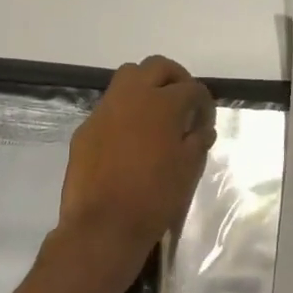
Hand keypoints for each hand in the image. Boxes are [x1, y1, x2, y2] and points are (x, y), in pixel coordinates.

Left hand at [57, 55, 215, 281]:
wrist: (103, 226)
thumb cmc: (155, 198)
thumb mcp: (189, 170)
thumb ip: (198, 141)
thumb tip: (201, 128)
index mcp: (163, 104)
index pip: (192, 89)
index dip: (204, 103)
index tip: (206, 122)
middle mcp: (132, 96)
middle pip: (157, 67)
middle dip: (175, 79)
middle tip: (184, 103)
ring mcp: (105, 110)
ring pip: (128, 78)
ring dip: (147, 87)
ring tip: (156, 114)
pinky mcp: (85, 128)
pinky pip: (109, 107)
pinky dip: (125, 112)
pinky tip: (131, 138)